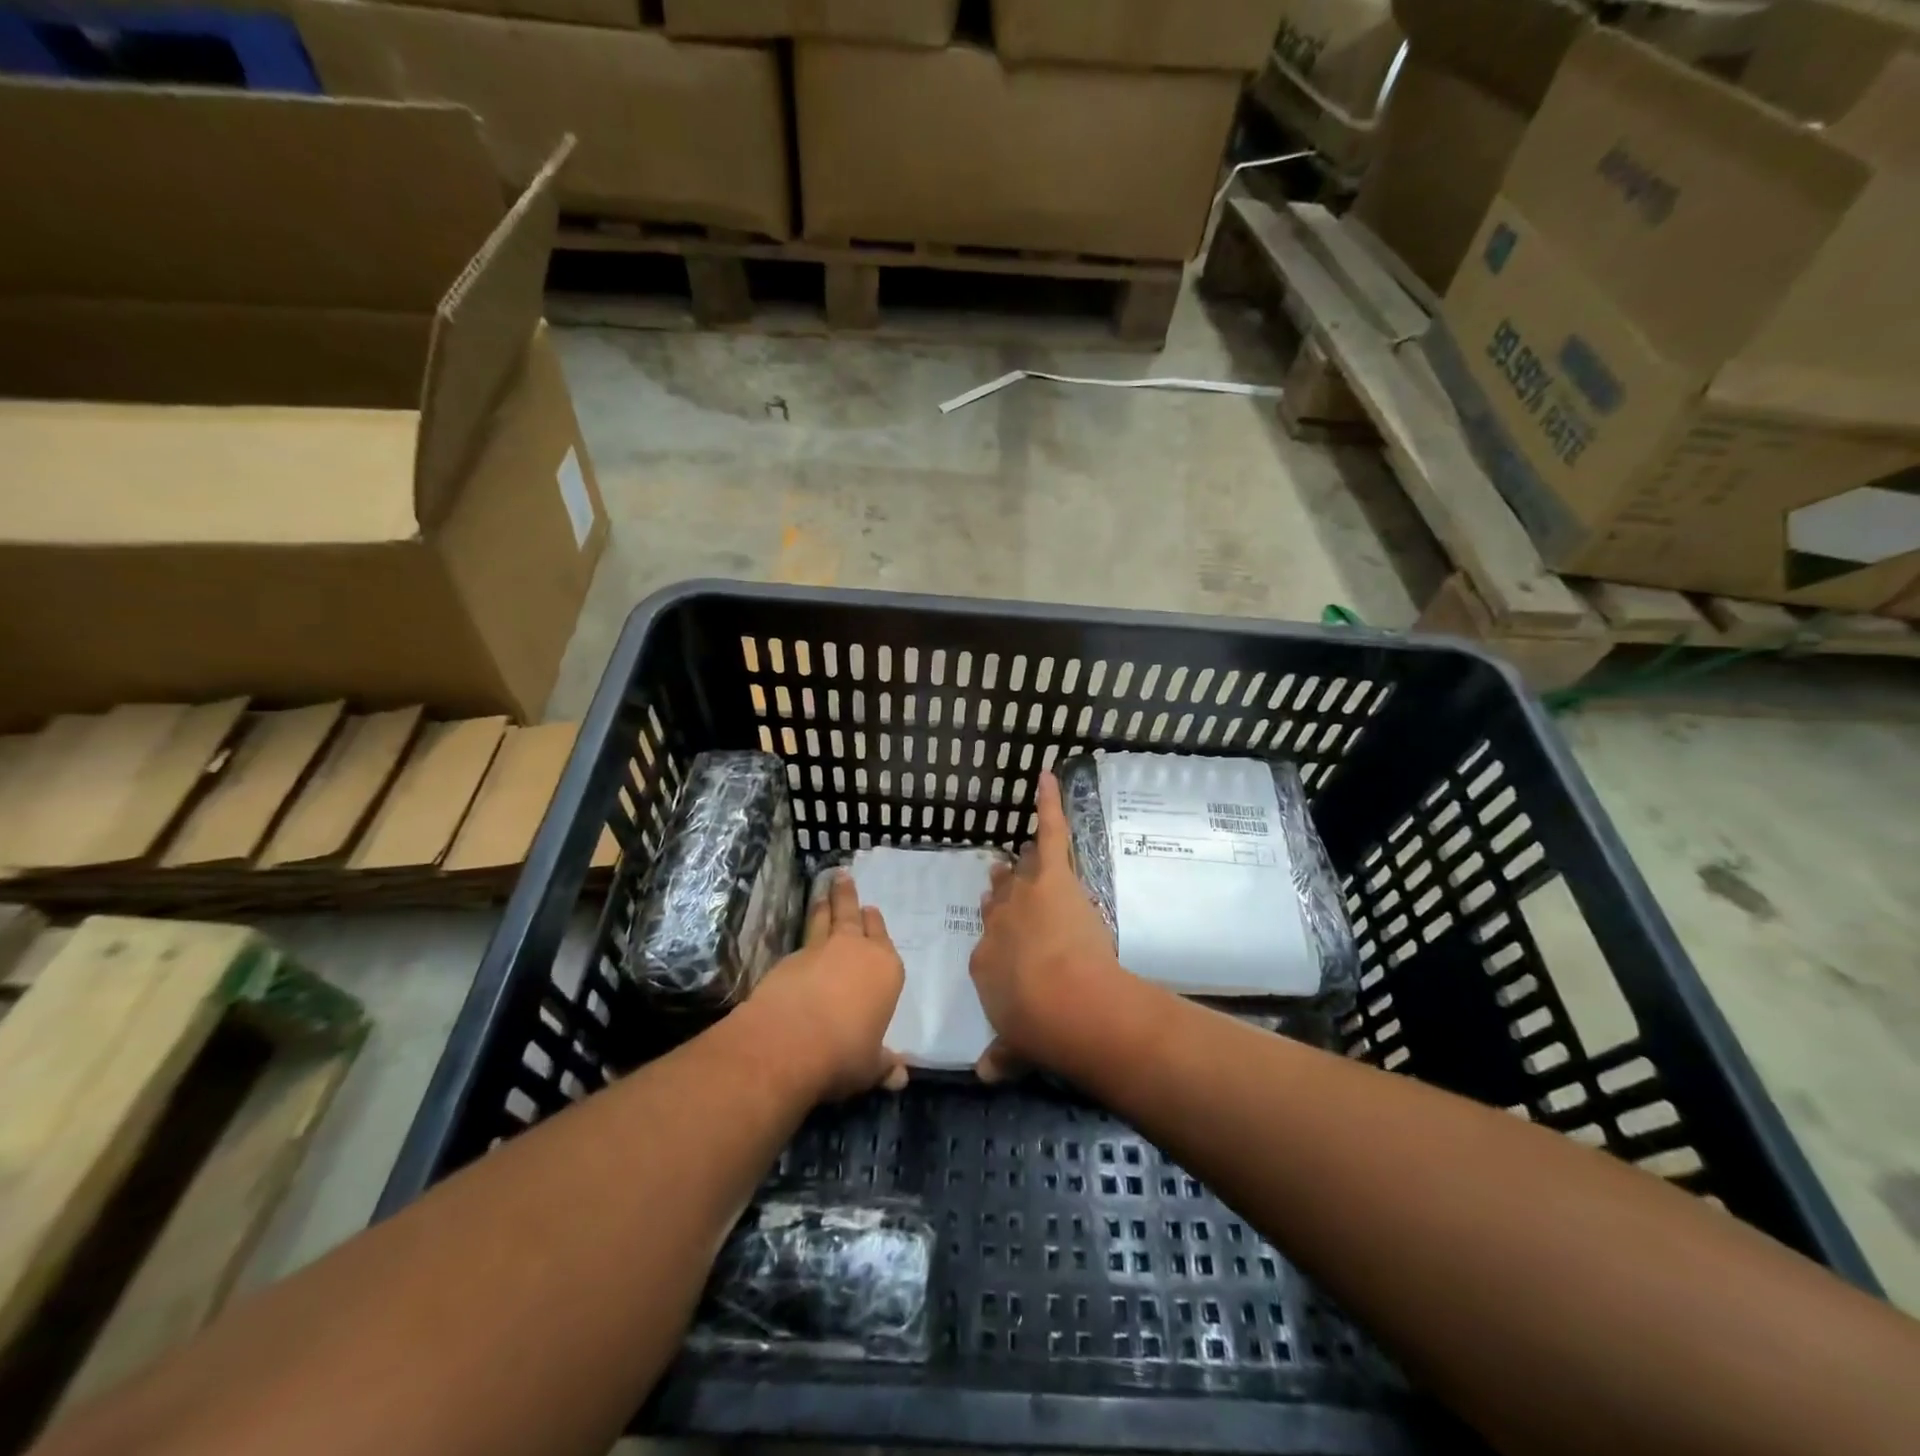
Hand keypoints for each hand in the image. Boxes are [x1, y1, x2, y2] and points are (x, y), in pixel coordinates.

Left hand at [748, 870, 908, 1101]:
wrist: (788, 1043)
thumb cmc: (845, 1053)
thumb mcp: (871, 1067)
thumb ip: (885, 1066)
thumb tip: (901, 1078)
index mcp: (885, 969)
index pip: (883, 938)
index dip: (876, 925)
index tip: (871, 912)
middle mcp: (855, 950)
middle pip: (852, 915)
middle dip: (848, 895)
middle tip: (842, 876)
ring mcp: (818, 951)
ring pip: (823, 919)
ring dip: (824, 905)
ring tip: (822, 892)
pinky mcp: (787, 961)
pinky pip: (800, 943)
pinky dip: (802, 940)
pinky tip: (799, 948)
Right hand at [970, 769, 1129, 1079]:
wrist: (1065, 1003)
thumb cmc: (1038, 1029)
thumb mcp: (1015, 1047)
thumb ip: (1003, 1056)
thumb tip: (986, 1074)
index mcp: (985, 961)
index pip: (989, 941)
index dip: (998, 935)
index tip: (1003, 933)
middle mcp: (998, 923)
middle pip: (1001, 901)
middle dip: (1004, 894)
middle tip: (1004, 883)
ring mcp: (1024, 896)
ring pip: (1022, 871)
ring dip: (1024, 862)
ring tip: (1027, 849)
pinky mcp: (1052, 877)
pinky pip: (1050, 831)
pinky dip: (1048, 803)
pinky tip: (1047, 777)